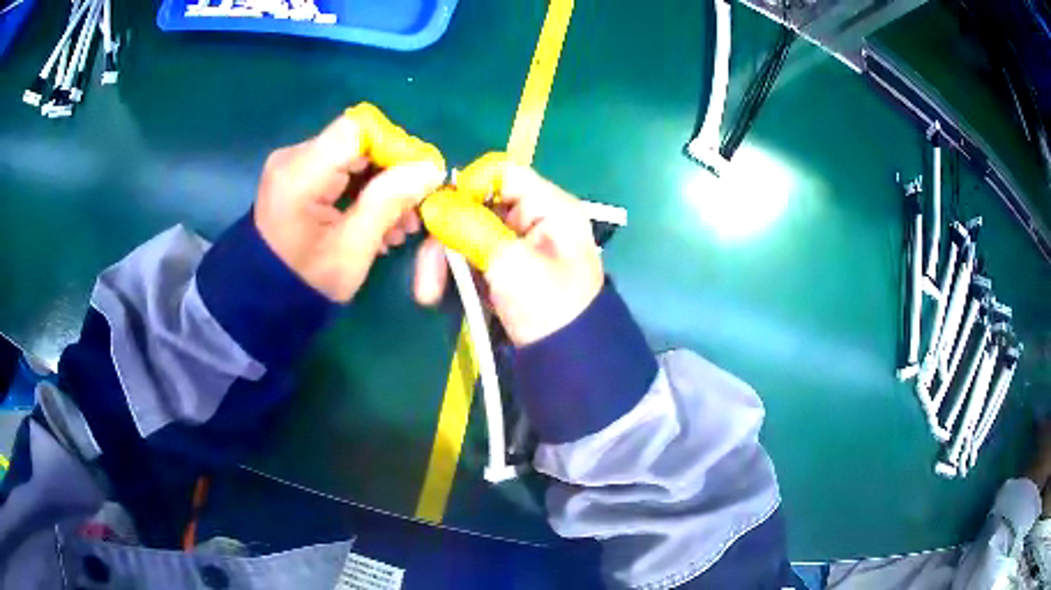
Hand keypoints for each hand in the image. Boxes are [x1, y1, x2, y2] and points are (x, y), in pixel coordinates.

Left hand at [255, 111, 444, 301]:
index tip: (418, 178)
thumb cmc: (307, 283)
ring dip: (381, 185)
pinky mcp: (296, 177)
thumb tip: (431, 168)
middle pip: (357, 142)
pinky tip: (377, 221)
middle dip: (392, 172)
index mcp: (301, 173)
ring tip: (399, 225)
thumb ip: (389, 201)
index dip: (394, 145)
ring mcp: (293, 167)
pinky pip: (339, 171)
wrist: (264, 302)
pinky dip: (362, 191)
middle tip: (414, 210)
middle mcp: (293, 158)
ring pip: (353, 157)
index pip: (358, 129)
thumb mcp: (353, 248)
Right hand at [414, 165, 603, 345]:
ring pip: (469, 232)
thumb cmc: (549, 306)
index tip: (439, 214)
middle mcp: (534, 218)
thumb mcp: (510, 264)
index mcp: (549, 206)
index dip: (468, 186)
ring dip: (444, 260)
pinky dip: (455, 273)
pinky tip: (441, 294)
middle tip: (427, 275)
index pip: (502, 173)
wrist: (567, 361)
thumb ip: (470, 228)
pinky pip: (472, 256)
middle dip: (447, 237)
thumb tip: (433, 205)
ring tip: (428, 294)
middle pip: (478, 205)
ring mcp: (519, 244)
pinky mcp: (506, 267)